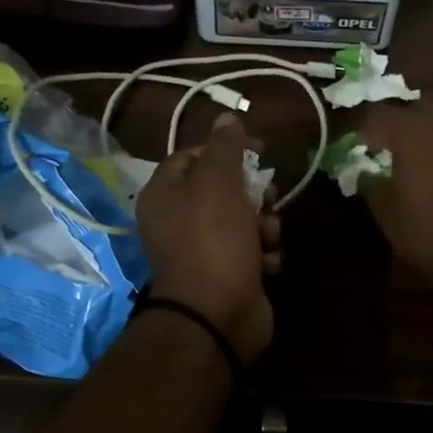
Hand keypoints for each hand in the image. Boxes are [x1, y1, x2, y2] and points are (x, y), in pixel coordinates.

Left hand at [137, 114, 281, 363]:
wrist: (217, 315)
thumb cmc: (213, 240)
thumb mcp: (218, 183)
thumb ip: (224, 148)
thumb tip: (227, 117)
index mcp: (164, 195)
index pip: (191, 156)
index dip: (225, 149)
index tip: (258, 150)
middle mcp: (178, 221)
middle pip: (223, 190)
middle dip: (252, 193)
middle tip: (266, 199)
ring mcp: (204, 251)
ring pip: (244, 221)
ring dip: (264, 226)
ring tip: (267, 238)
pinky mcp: (228, 275)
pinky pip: (251, 252)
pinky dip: (263, 255)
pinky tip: (268, 264)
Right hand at [354, 95, 432, 290]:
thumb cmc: (429, 229)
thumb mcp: (387, 212)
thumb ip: (370, 184)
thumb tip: (366, 173)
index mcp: (411, 128)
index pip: (377, 114)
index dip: (363, 130)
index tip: (358, 148)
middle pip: (417, 103)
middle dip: (402, 119)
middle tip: (392, 144)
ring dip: (431, 128)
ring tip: (421, 154)